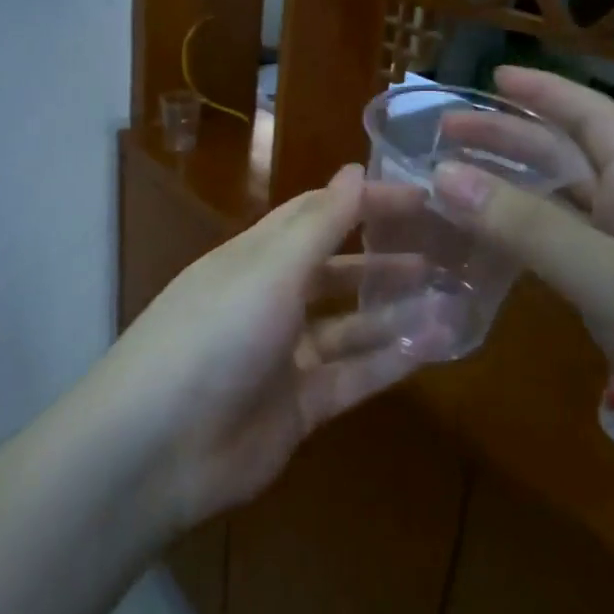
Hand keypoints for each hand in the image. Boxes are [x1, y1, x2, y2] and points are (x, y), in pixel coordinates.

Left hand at [103, 164, 452, 530]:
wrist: (159, 446)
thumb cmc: (215, 334)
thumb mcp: (270, 269)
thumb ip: (320, 223)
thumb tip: (357, 167)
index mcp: (255, 257)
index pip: (316, 215)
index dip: (365, 203)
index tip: (422, 199)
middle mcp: (270, 300)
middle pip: (336, 271)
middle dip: (385, 261)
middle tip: (445, 253)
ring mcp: (284, 356)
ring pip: (351, 326)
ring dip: (396, 312)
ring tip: (454, 299)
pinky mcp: (299, 407)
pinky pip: (354, 376)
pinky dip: (391, 361)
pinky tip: (437, 345)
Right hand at [431, 66, 613, 523]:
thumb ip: (528, 228)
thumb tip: (444, 175)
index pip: (592, 118)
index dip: (543, 92)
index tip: (488, 76)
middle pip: (565, 162)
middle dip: (507, 142)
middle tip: (442, 138)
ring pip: (556, 215)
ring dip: (506, 197)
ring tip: (448, 190)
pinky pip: (557, 266)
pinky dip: (517, 251)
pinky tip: (480, 257)